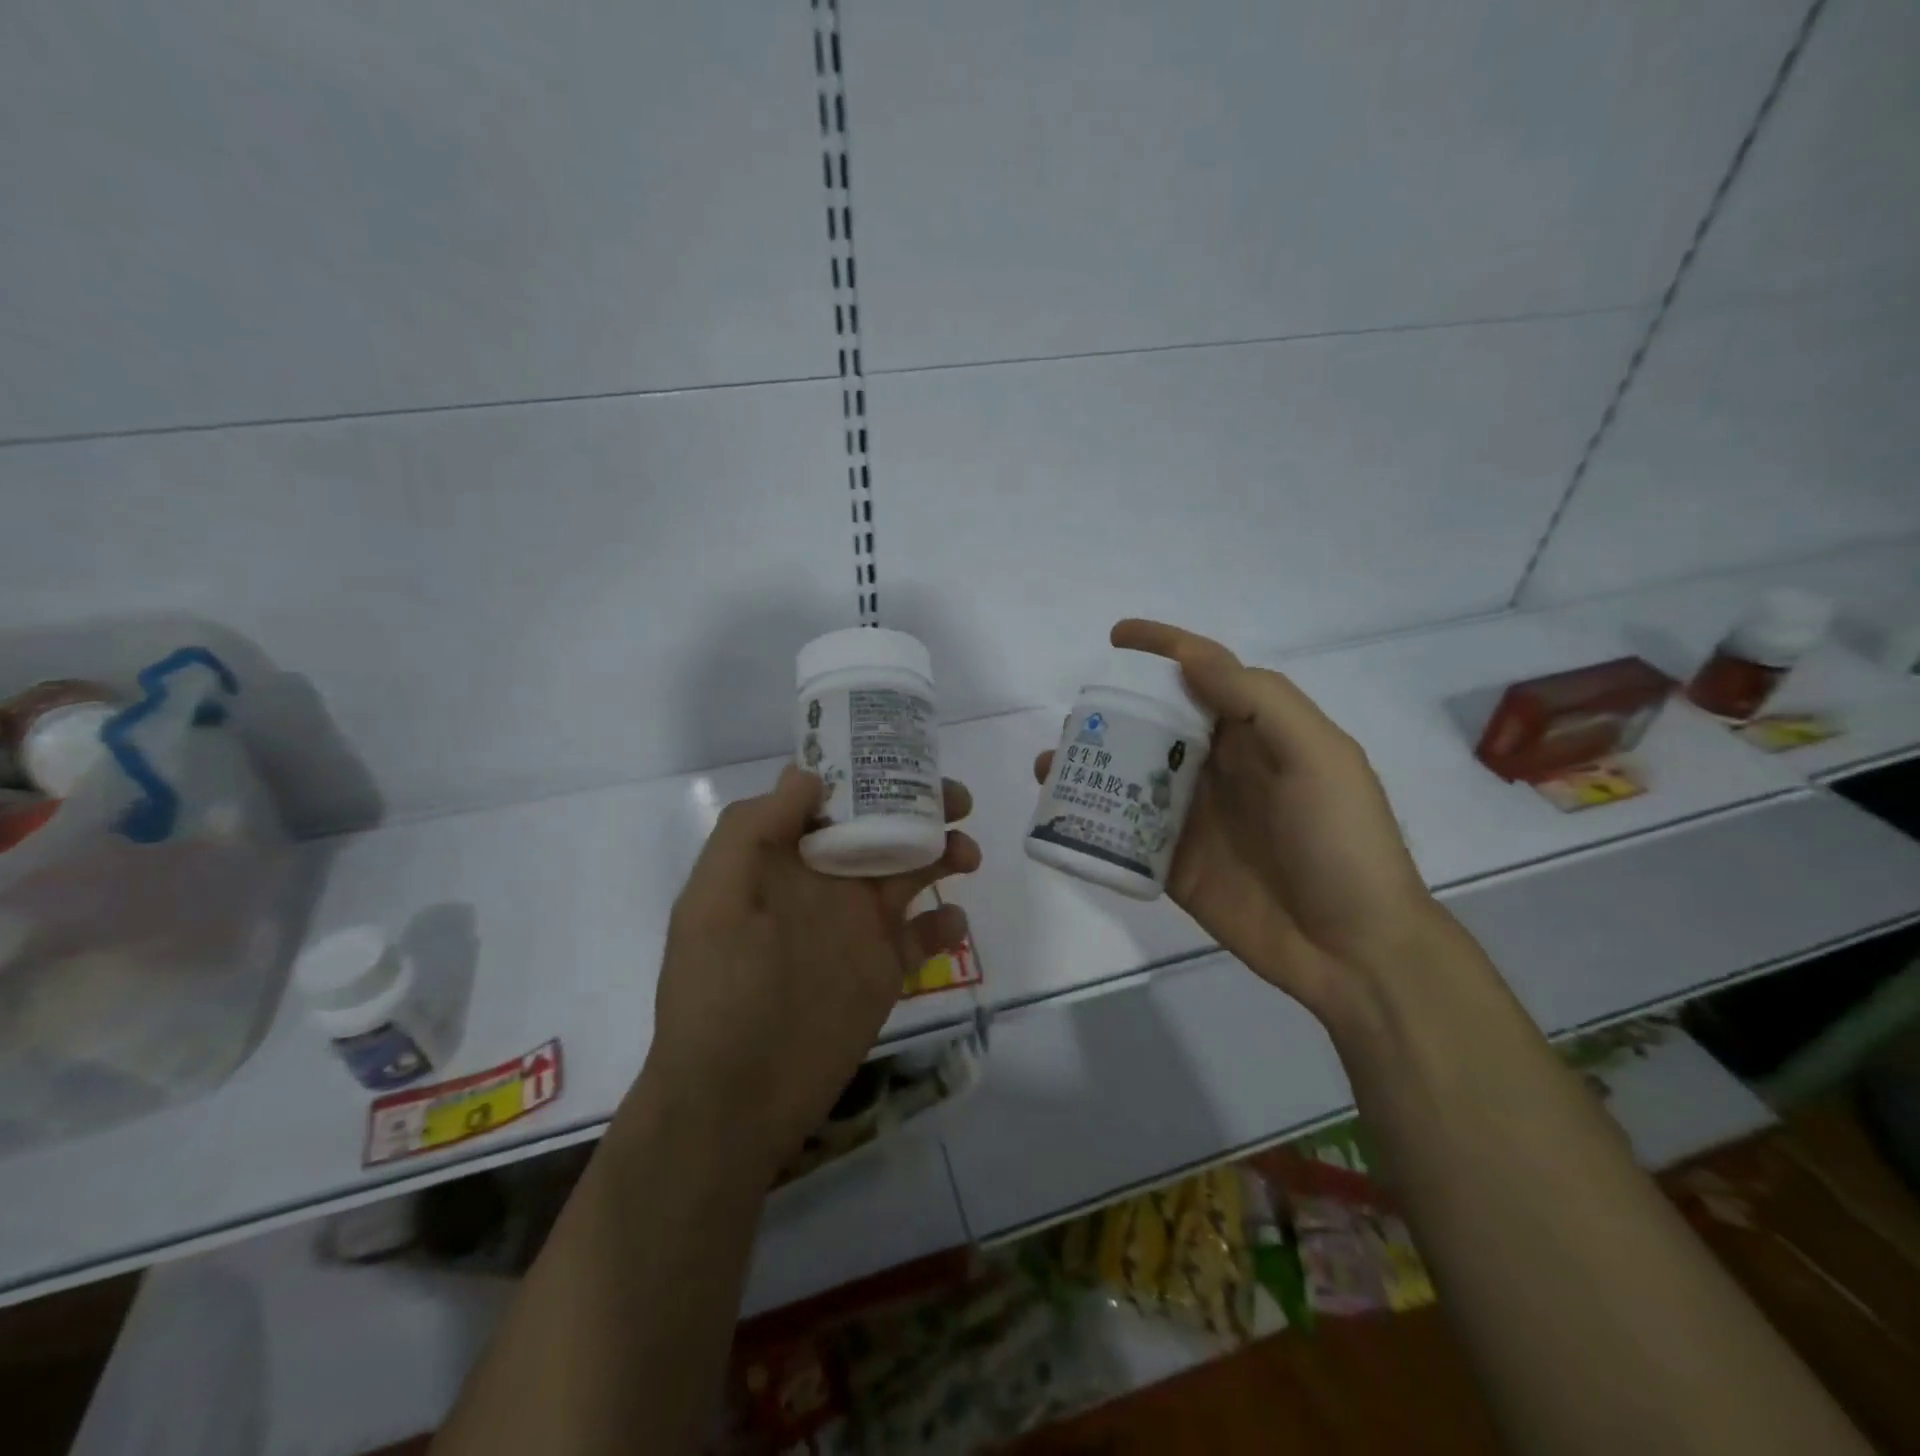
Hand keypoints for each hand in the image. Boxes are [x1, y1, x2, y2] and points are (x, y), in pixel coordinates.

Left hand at [645, 766, 979, 1177]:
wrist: (734, 1099)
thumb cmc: (718, 993)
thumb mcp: (713, 901)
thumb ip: (752, 831)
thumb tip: (808, 775)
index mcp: (785, 859)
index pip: (831, 799)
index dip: (865, 772)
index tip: (906, 755)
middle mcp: (827, 882)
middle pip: (882, 827)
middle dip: (922, 806)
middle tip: (959, 799)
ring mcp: (859, 926)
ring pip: (912, 871)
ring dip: (943, 853)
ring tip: (967, 854)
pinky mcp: (886, 970)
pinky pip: (925, 935)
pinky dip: (947, 923)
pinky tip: (954, 922)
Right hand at [1037, 619, 1442, 1018]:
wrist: (1353, 951)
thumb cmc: (1341, 842)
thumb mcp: (1317, 757)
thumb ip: (1258, 702)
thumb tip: (1191, 659)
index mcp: (1257, 734)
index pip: (1203, 675)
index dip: (1162, 649)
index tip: (1116, 637)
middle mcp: (1220, 767)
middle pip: (1156, 723)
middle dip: (1114, 711)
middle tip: (1075, 715)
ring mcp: (1193, 817)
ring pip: (1132, 775)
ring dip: (1093, 763)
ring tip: (1053, 762)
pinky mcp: (1172, 862)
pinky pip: (1124, 832)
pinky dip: (1092, 817)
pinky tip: (1061, 810)